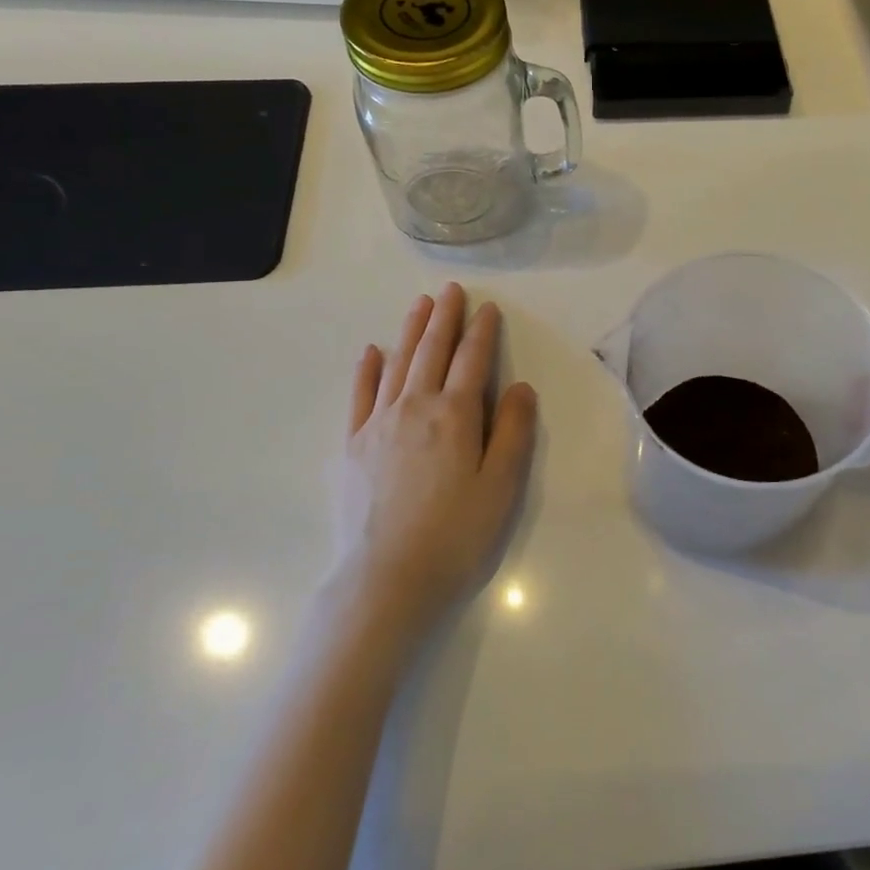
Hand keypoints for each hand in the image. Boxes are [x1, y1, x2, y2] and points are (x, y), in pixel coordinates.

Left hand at [332, 284, 537, 637]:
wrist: (387, 579)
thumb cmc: (456, 534)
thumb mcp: (501, 485)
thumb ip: (513, 431)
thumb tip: (518, 387)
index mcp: (455, 415)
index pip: (471, 360)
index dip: (482, 331)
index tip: (488, 308)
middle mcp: (414, 407)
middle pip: (431, 351)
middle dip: (444, 318)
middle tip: (450, 291)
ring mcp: (377, 424)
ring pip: (396, 365)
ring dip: (409, 331)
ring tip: (418, 305)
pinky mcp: (352, 446)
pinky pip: (360, 396)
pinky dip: (367, 370)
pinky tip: (371, 352)